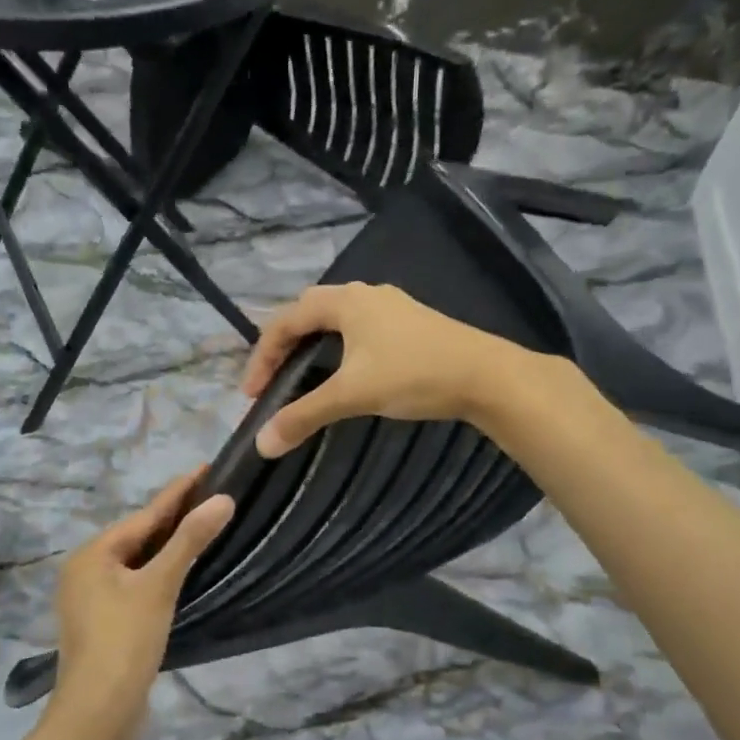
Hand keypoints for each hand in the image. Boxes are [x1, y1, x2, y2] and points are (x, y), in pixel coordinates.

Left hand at [51, 468, 232, 728]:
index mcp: (93, 554)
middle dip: (175, 517)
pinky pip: (137, 584)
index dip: (179, 492)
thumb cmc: (124, 641)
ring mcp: (92, 598)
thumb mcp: (159, 586)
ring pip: (138, 562)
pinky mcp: (105, 622)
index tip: (206, 468)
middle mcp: (87, 570)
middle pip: (139, 536)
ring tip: (203, 525)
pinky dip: (160, 573)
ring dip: (169, 546)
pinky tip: (182, 571)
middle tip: (212, 495)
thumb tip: (223, 500)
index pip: (146, 514)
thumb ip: (190, 540)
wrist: (97, 715)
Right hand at [242, 283, 524, 457]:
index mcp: (345, 301)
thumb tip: (261, 444)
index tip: (252, 395)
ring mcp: (391, 307)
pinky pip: (359, 329)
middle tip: (272, 381)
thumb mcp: (352, 395)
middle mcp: (365, 295)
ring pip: (336, 320)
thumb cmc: (413, 374)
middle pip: (308, 312)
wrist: (487, 376)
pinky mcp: (410, 324)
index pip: (285, 320)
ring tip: (302, 377)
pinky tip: (346, 373)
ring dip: (312, 345)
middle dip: (284, 345)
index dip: (262, 356)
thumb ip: (304, 415)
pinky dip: (339, 348)